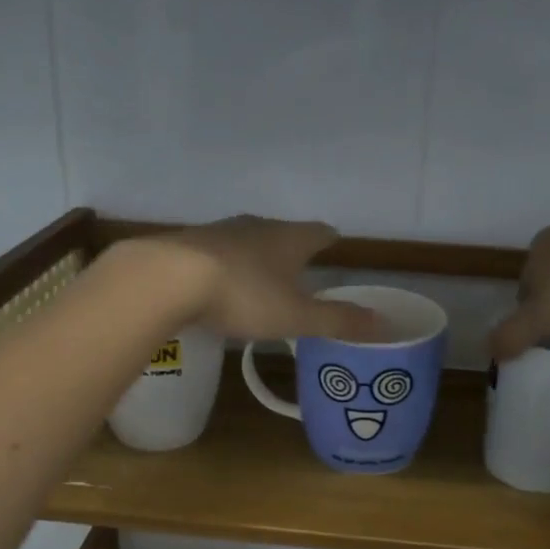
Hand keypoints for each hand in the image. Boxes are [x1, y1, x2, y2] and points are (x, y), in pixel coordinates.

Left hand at [125, 216, 378, 343]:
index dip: (329, 239)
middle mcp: (256, 226)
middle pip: (282, 232)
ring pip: (246, 239)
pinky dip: (222, 264)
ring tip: (259, 275)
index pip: (319, 232)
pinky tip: (216, 282)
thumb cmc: (243, 295)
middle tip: (299, 266)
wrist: (166, 279)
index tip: (334, 244)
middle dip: (291, 247)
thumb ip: (337, 320)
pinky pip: (214, 252)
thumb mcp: (296, 316)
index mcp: (289, 238)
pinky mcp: (186, 244)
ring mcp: (218, 231)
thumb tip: (383, 322)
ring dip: (255, 254)